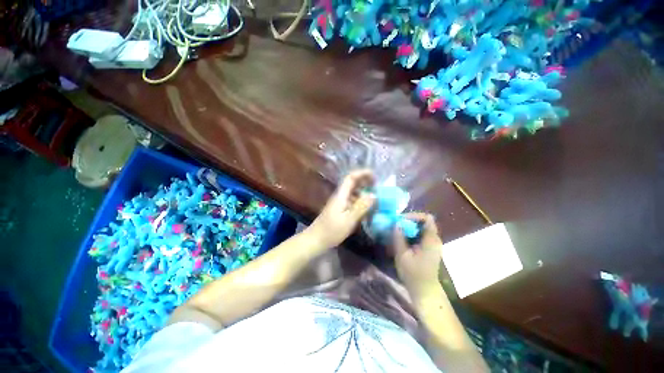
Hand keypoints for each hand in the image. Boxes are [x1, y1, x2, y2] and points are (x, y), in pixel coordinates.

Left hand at [308, 170, 375, 248]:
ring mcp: (340, 203)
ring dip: (364, 192)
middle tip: (378, 186)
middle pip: (352, 184)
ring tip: (376, 198)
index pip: (350, 178)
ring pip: (353, 193)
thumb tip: (373, 195)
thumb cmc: (332, 230)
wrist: (316, 240)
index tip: (374, 176)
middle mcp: (340, 196)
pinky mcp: (340, 210)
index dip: (362, 174)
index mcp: (341, 195)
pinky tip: (367, 209)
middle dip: (365, 182)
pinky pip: (352, 201)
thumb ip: (361, 207)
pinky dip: (360, 202)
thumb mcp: (349, 219)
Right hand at [393, 213, 443, 298]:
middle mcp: (435, 239)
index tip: (401, 220)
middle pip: (424, 222)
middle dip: (409, 221)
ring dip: (409, 227)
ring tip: (397, 230)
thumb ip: (399, 237)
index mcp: (431, 240)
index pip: (427, 218)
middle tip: (396, 224)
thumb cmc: (413, 274)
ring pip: (422, 228)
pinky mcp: (430, 248)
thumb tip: (396, 223)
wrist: (425, 291)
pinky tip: (402, 238)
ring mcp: (433, 244)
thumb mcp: (402, 255)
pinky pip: (421, 234)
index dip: (413, 215)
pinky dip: (411, 233)